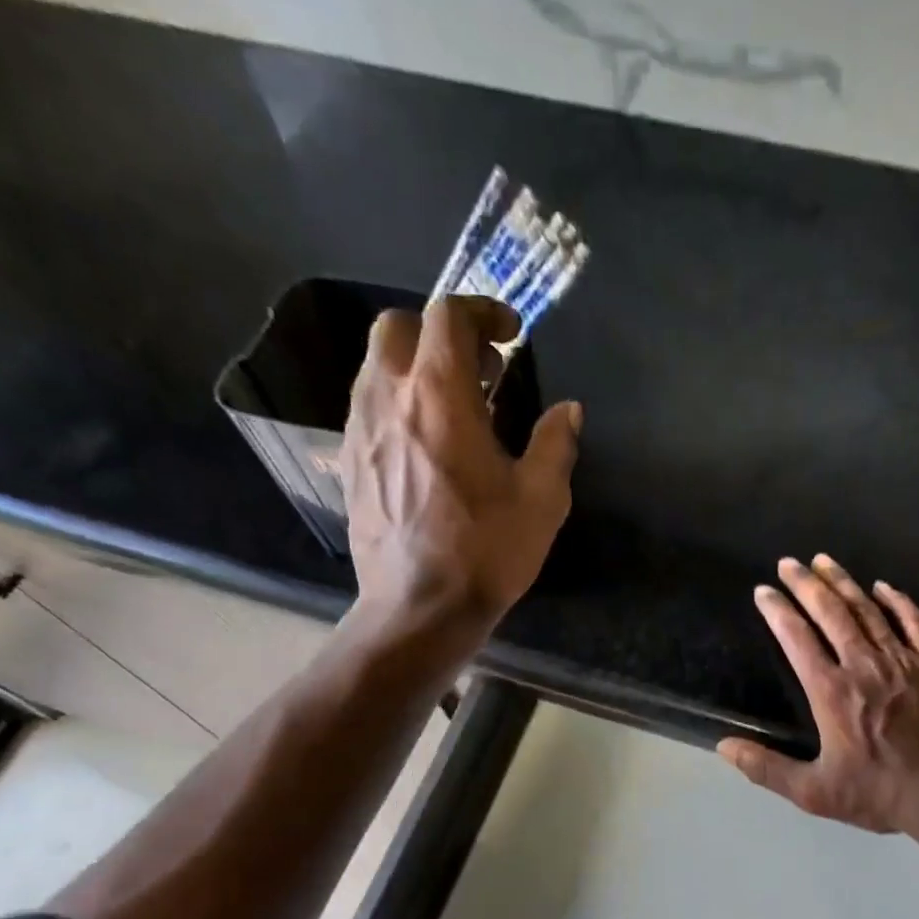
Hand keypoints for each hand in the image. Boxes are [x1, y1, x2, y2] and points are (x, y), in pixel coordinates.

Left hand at [341, 295, 581, 628]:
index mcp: (439, 394)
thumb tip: (567, 411)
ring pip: (376, 365)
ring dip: (415, 367)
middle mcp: (388, 397)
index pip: (447, 315)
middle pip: (397, 326)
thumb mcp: (541, 499)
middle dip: (439, 332)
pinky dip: (398, 403)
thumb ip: (555, 444)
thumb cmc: (486, 551)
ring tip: (455, 406)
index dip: (482, 310)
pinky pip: (368, 406)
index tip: (510, 333)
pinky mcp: (350, 462)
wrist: (420, 607)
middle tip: (479, 368)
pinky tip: (426, 444)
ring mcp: (360, 429)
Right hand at [719, 555, 918, 838]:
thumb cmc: (879, 795)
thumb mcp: (814, 792)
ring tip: (825, 561)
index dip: (777, 611)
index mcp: (831, 692)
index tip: (763, 591)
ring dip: (844, 583)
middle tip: (788, 563)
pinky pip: (914, 622)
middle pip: (830, 613)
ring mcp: (903, 661)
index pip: (797, 639)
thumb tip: (723, 747)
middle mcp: (864, 666)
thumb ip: (766, 768)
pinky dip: (897, 601)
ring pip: (868, 610)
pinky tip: (884, 586)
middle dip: (805, 584)